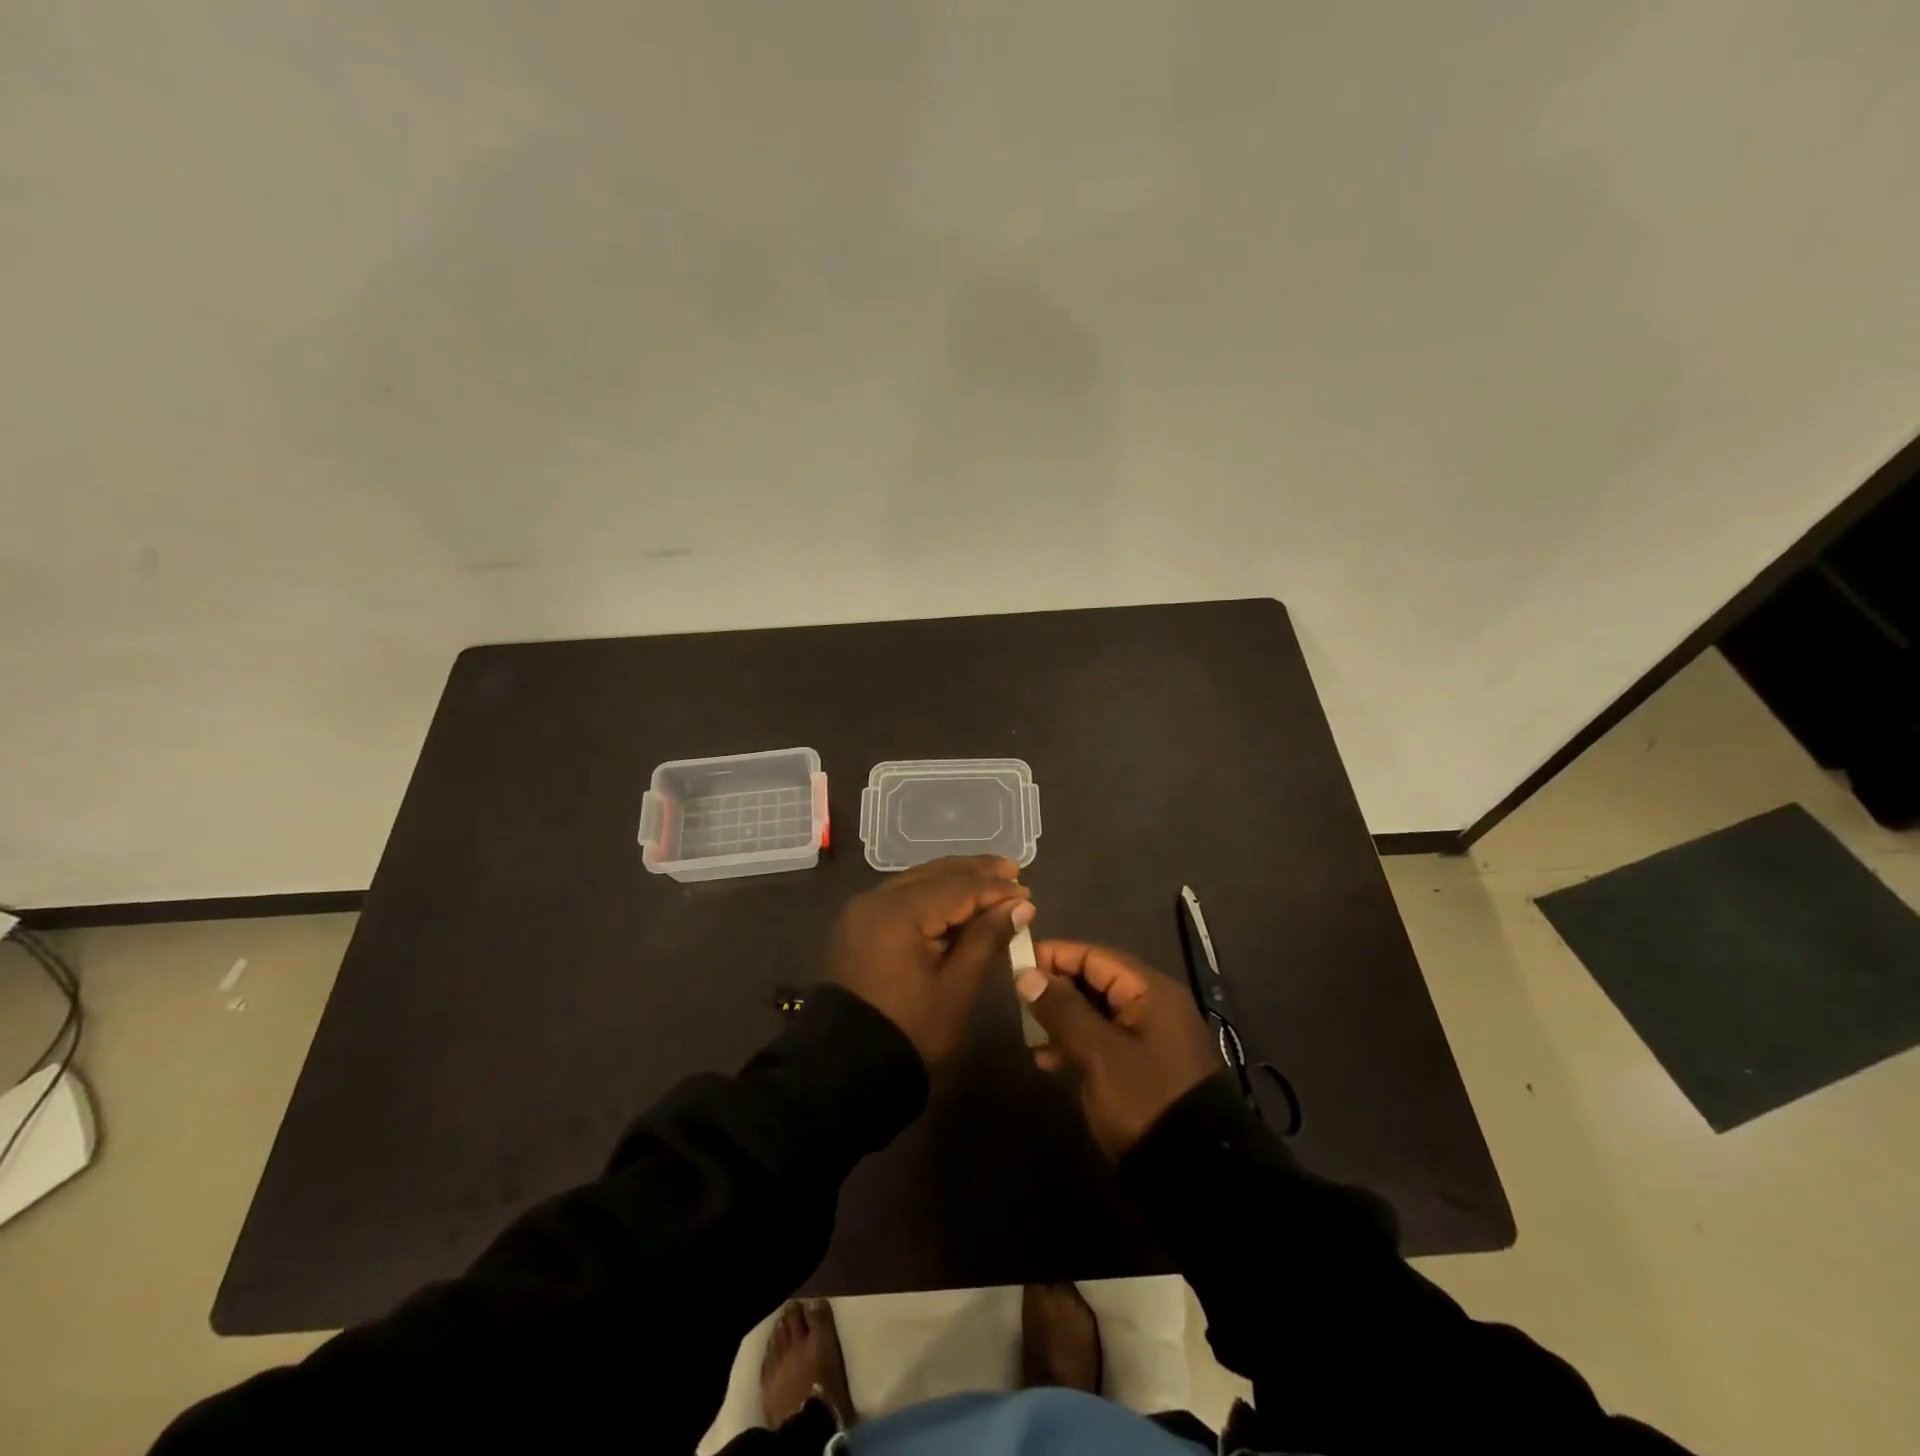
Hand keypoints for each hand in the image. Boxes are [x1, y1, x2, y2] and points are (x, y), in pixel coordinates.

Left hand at [828, 856, 1033, 1064]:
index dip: (994, 889)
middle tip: (1014, 869)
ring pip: (917, 880)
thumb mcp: (956, 988)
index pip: (956, 889)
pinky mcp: (858, 923)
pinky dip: (931, 893)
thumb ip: (987, 938)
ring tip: (992, 878)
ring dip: (954, 879)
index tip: (1027, 890)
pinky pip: (901, 896)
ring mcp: (862, 910)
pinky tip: (956, 900)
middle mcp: (875, 899)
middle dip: (975, 872)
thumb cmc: (910, 1030)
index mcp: (898, 913)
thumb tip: (1021, 905)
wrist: (847, 1066)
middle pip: (934, 874)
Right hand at [1016, 941, 1218, 1157]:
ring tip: (1031, 1036)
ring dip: (1063, 1019)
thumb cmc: (1144, 1099)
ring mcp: (1150, 1037)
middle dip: (1057, 988)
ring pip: (1097, 1011)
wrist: (1193, 1172)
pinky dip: (1077, 1043)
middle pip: (1096, 981)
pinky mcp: (1144, 1065)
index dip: (1056, 955)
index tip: (1017, 964)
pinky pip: (1104, 1038)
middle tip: (1020, 1002)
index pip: (1095, 956)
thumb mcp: (1098, 1053)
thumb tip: (1026, 974)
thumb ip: (1062, 1009)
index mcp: (1150, 991)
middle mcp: (1153, 1005)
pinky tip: (1049, 1061)